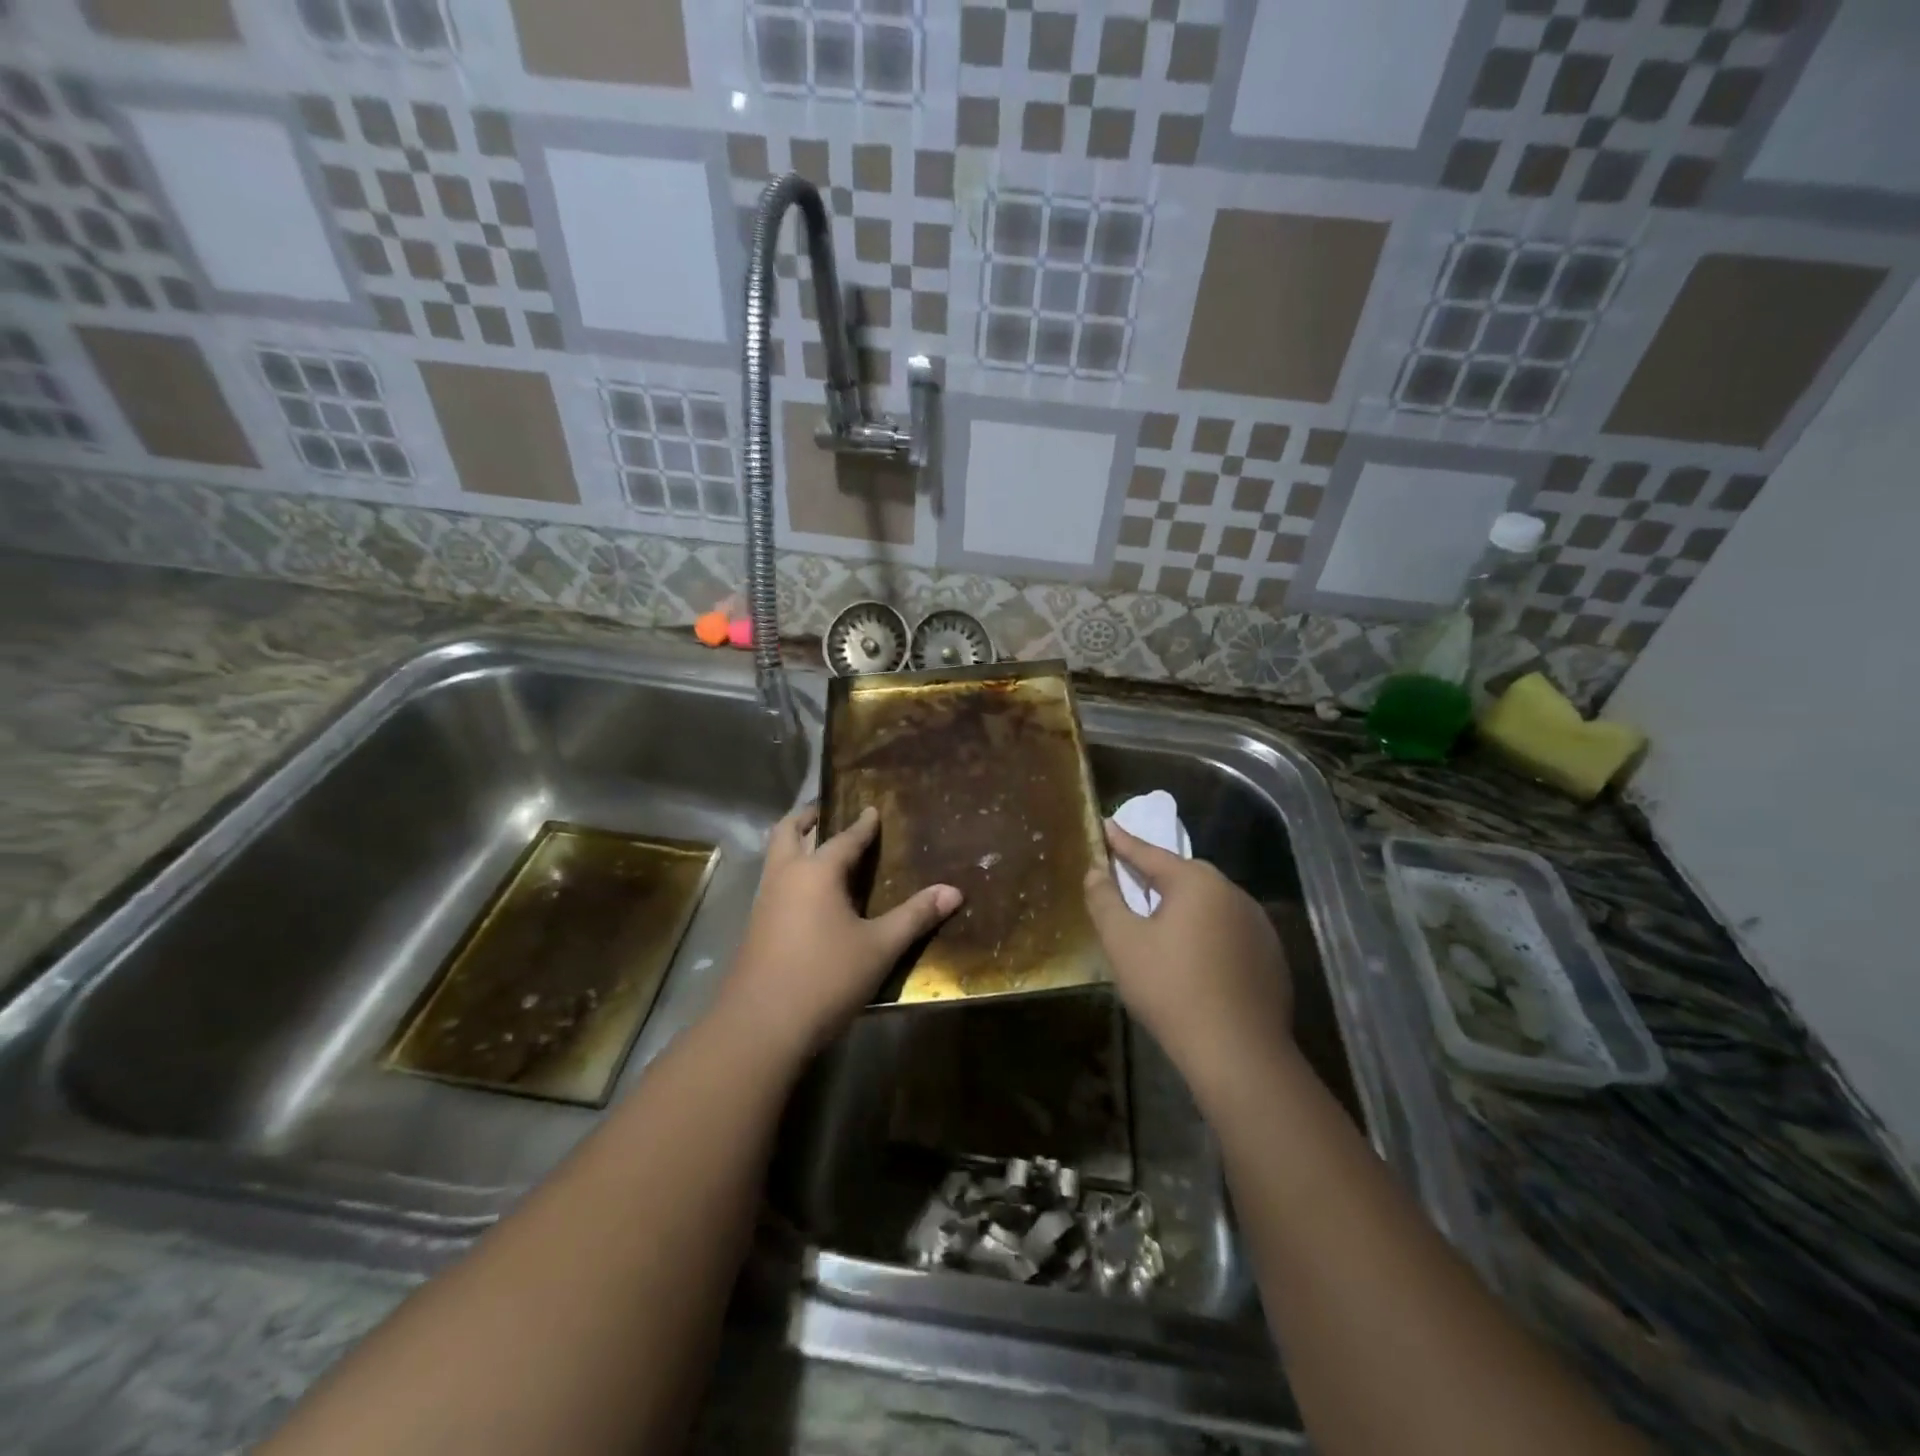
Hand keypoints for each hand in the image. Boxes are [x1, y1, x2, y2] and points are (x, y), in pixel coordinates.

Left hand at [718, 805, 961, 1060]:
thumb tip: (954, 891)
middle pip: (788, 832)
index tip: (872, 810)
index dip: (862, 824)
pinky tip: (805, 894)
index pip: (844, 838)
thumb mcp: (879, 947)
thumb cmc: (825, 978)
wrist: (760, 1026)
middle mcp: (785, 877)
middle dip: (807, 817)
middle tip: (825, 811)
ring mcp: (764, 901)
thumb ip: (915, 916)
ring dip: (793, 843)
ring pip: (775, 857)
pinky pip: (772, 882)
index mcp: (816, 872)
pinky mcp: (755, 927)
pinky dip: (788, 870)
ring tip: (816, 845)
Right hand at [1083, 820, 1292, 1095]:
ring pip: (1209, 904)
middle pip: (1184, 876)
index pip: (1150, 853)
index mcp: (1196, 882)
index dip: (1122, 842)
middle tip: (1129, 880)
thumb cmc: (1171, 989)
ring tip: (1161, 926)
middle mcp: (1232, 892)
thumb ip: (1105, 900)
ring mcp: (1258, 924)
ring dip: (1184, 908)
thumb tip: (1096, 870)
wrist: (1238, 1052)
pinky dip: (1208, 933)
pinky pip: (1229, 931)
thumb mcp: (1123, 943)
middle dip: (1155, 876)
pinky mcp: (1271, 955)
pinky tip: (1195, 960)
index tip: (1106, 824)